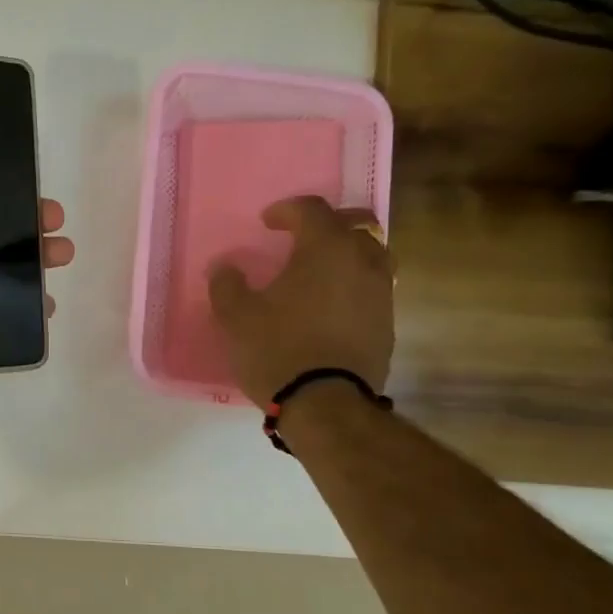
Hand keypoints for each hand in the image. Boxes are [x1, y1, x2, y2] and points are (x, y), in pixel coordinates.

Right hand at [207, 196, 394, 405]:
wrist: (326, 404)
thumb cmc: (277, 350)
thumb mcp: (236, 317)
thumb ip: (227, 285)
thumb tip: (225, 267)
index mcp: (325, 249)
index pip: (312, 209)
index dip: (288, 210)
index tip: (268, 222)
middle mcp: (362, 261)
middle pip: (355, 224)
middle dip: (328, 223)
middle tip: (303, 235)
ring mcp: (381, 292)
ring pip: (372, 255)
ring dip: (348, 253)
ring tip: (323, 270)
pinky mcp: (387, 323)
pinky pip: (373, 288)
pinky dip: (354, 284)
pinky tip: (332, 304)